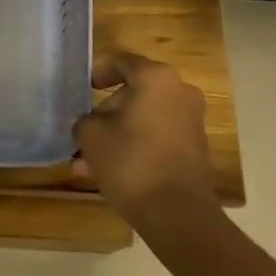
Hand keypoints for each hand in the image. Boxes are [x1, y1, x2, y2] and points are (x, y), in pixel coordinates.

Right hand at [73, 52, 219, 230]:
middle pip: (133, 92)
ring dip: (116, 134)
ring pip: (143, 119)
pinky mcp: (194, 148)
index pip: (121, 62)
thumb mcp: (91, 135)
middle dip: (105, 112)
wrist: (177, 213)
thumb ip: (85, 120)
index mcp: (156, 78)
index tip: (82, 89)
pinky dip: (134, 147)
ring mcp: (190, 121)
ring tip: (87, 161)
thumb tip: (89, 122)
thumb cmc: (131, 161)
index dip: (97, 73)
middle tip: (83, 132)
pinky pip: (156, 137)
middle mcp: (179, 92)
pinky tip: (107, 172)